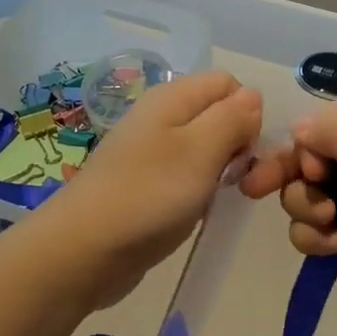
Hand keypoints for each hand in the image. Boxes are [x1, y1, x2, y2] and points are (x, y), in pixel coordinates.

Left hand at [38, 70, 262, 307]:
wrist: (83, 251)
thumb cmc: (148, 195)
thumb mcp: (200, 151)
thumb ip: (231, 119)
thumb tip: (253, 97)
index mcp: (173, 98)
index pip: (229, 84)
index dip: (248, 113)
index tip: (247, 151)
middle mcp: (161, 117)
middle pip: (217, 116)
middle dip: (238, 144)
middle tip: (238, 182)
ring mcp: (151, 153)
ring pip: (204, 149)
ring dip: (220, 172)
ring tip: (216, 200)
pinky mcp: (146, 186)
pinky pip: (186, 176)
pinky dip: (199, 192)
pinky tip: (195, 212)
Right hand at [241, 102, 336, 335]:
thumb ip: (336, 130)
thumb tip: (298, 128)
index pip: (325, 123)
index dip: (306, 143)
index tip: (310, 166)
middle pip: (305, 158)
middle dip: (290, 174)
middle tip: (256, 188)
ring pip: (300, 196)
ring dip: (305, 209)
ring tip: (331, 226)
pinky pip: (306, 232)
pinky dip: (314, 240)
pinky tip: (336, 249)